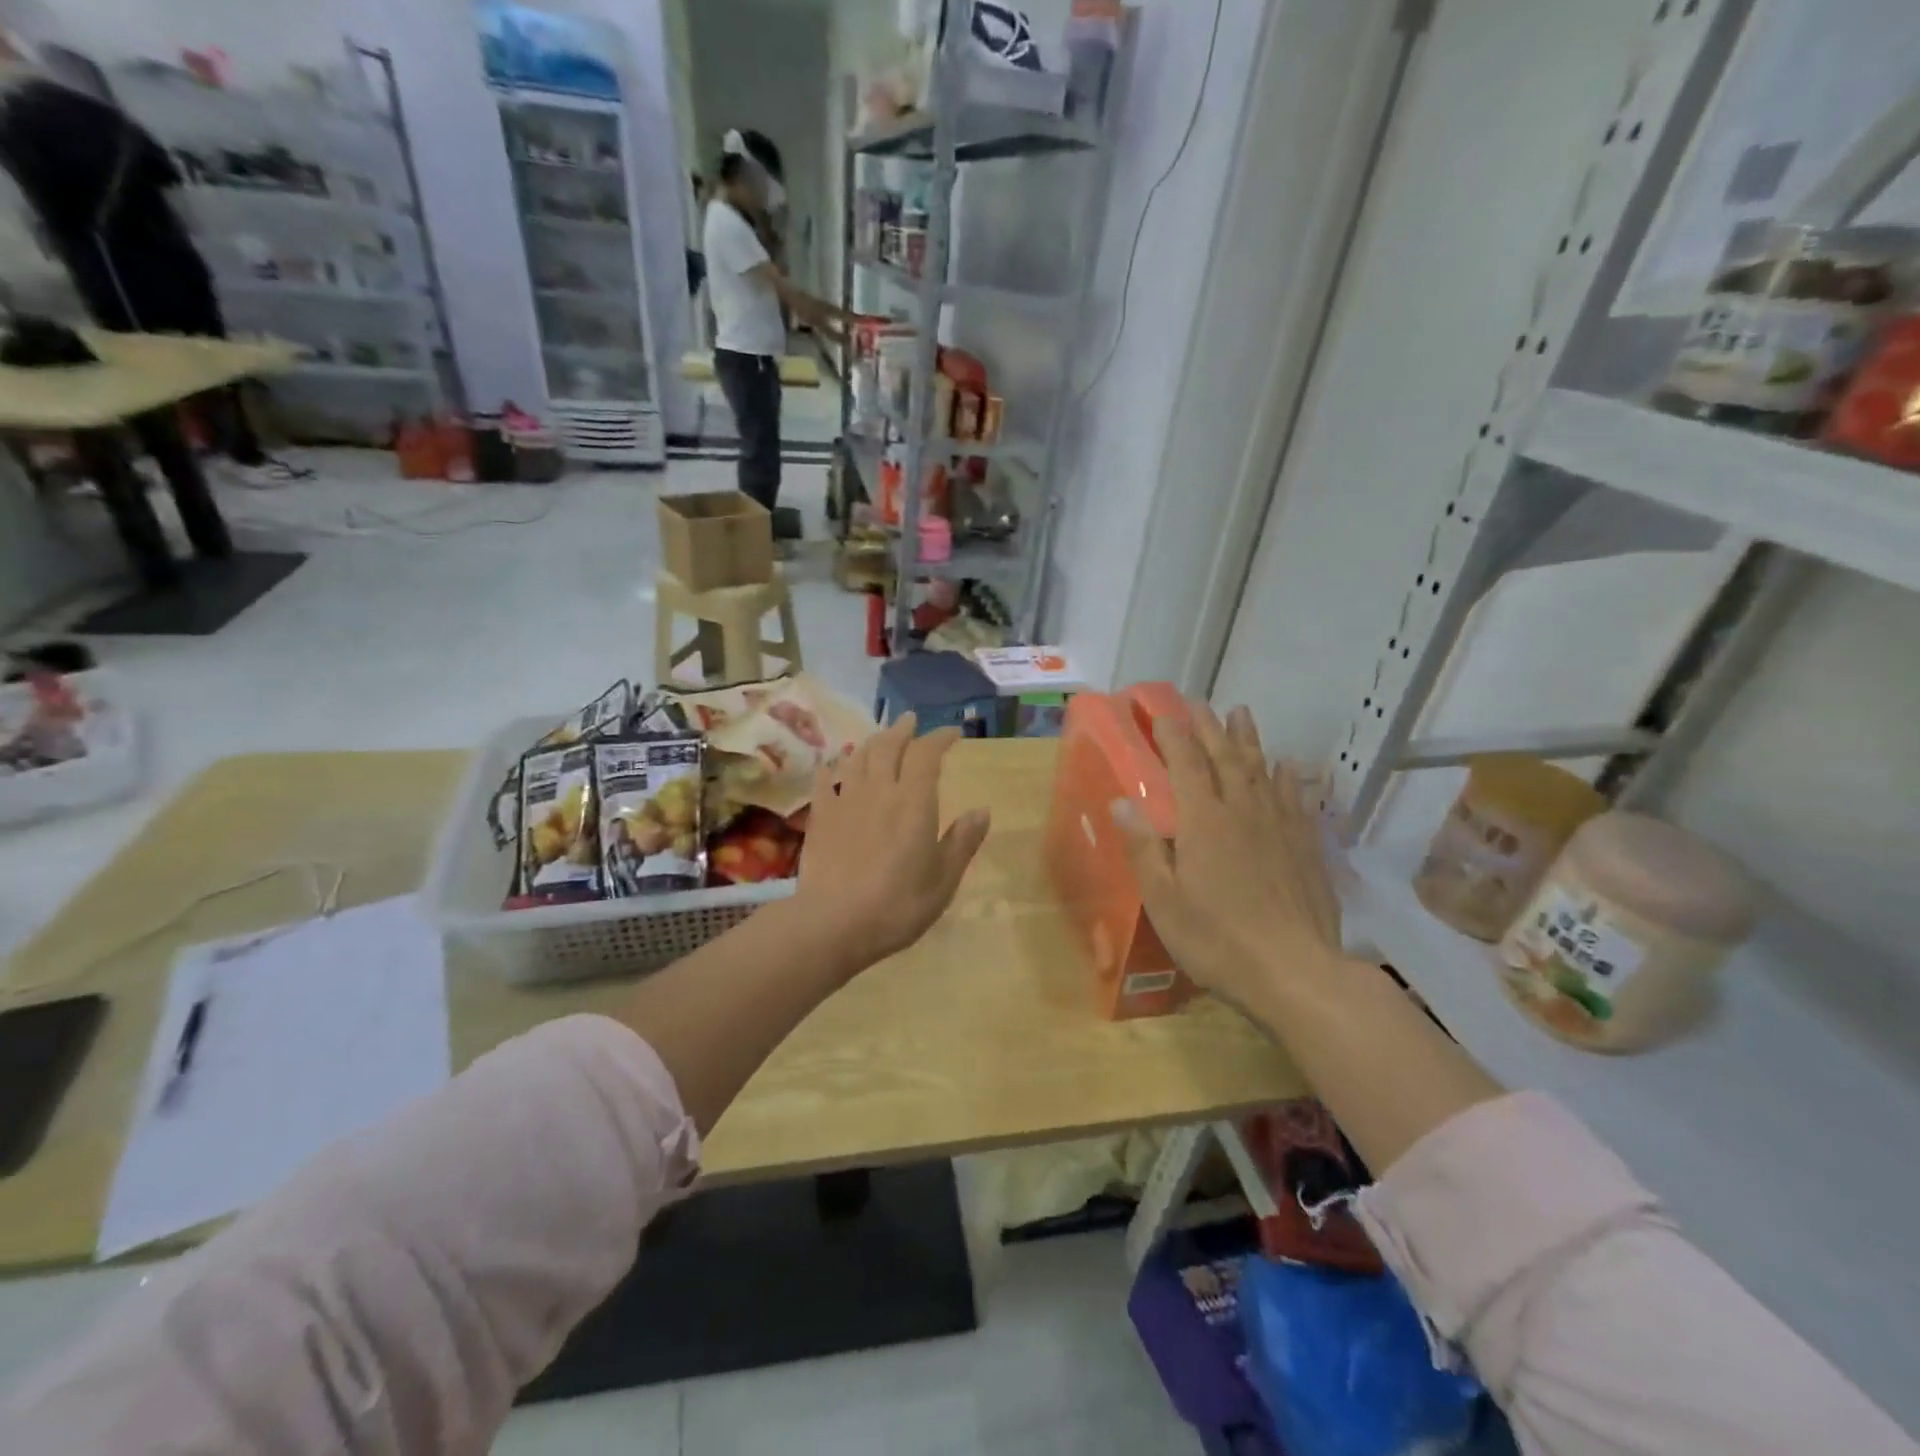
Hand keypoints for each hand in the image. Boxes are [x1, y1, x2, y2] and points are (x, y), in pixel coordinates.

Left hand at [794, 714, 990, 970]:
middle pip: (888, 746)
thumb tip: (981, 811)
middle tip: (910, 721)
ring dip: (872, 742)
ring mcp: (845, 801)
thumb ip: (962, 841)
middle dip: (902, 730)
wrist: (834, 923)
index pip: (926, 754)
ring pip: (858, 758)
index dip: (939, 737)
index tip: (952, 733)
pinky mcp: (820, 817)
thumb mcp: (943, 880)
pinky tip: (834, 766)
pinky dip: (834, 768)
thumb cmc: (898, 904)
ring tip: (880, 738)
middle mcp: (879, 790)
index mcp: (913, 801)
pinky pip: (826, 781)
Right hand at [1111, 704, 1343, 1010]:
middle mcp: (1243, 811)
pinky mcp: (1306, 846)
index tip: (1161, 712)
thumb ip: (1143, 847)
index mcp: (1204, 821)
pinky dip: (1288, 778)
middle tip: (1198, 702)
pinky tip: (1288, 767)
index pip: (1186, 764)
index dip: (1172, 735)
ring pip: (1262, 770)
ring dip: (1249, 739)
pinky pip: (1295, 799)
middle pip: (1225, 757)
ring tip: (1241, 713)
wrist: (1295, 972)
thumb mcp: (1164, 899)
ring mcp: (1279, 826)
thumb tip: (1120, 801)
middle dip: (1209, 727)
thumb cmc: (1217, 939)